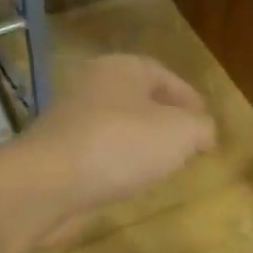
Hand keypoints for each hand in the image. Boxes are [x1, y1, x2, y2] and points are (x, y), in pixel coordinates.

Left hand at [9, 55, 216, 232]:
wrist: (47, 184)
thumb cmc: (120, 146)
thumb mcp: (180, 134)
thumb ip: (200, 129)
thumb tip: (204, 133)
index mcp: (121, 68)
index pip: (163, 74)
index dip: (188, 97)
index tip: (204, 122)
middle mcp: (92, 86)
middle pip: (138, 99)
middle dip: (164, 120)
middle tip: (186, 144)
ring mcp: (70, 120)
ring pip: (117, 126)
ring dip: (140, 143)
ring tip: (162, 166)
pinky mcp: (57, 153)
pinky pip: (98, 153)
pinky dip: (117, 163)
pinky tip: (129, 182)